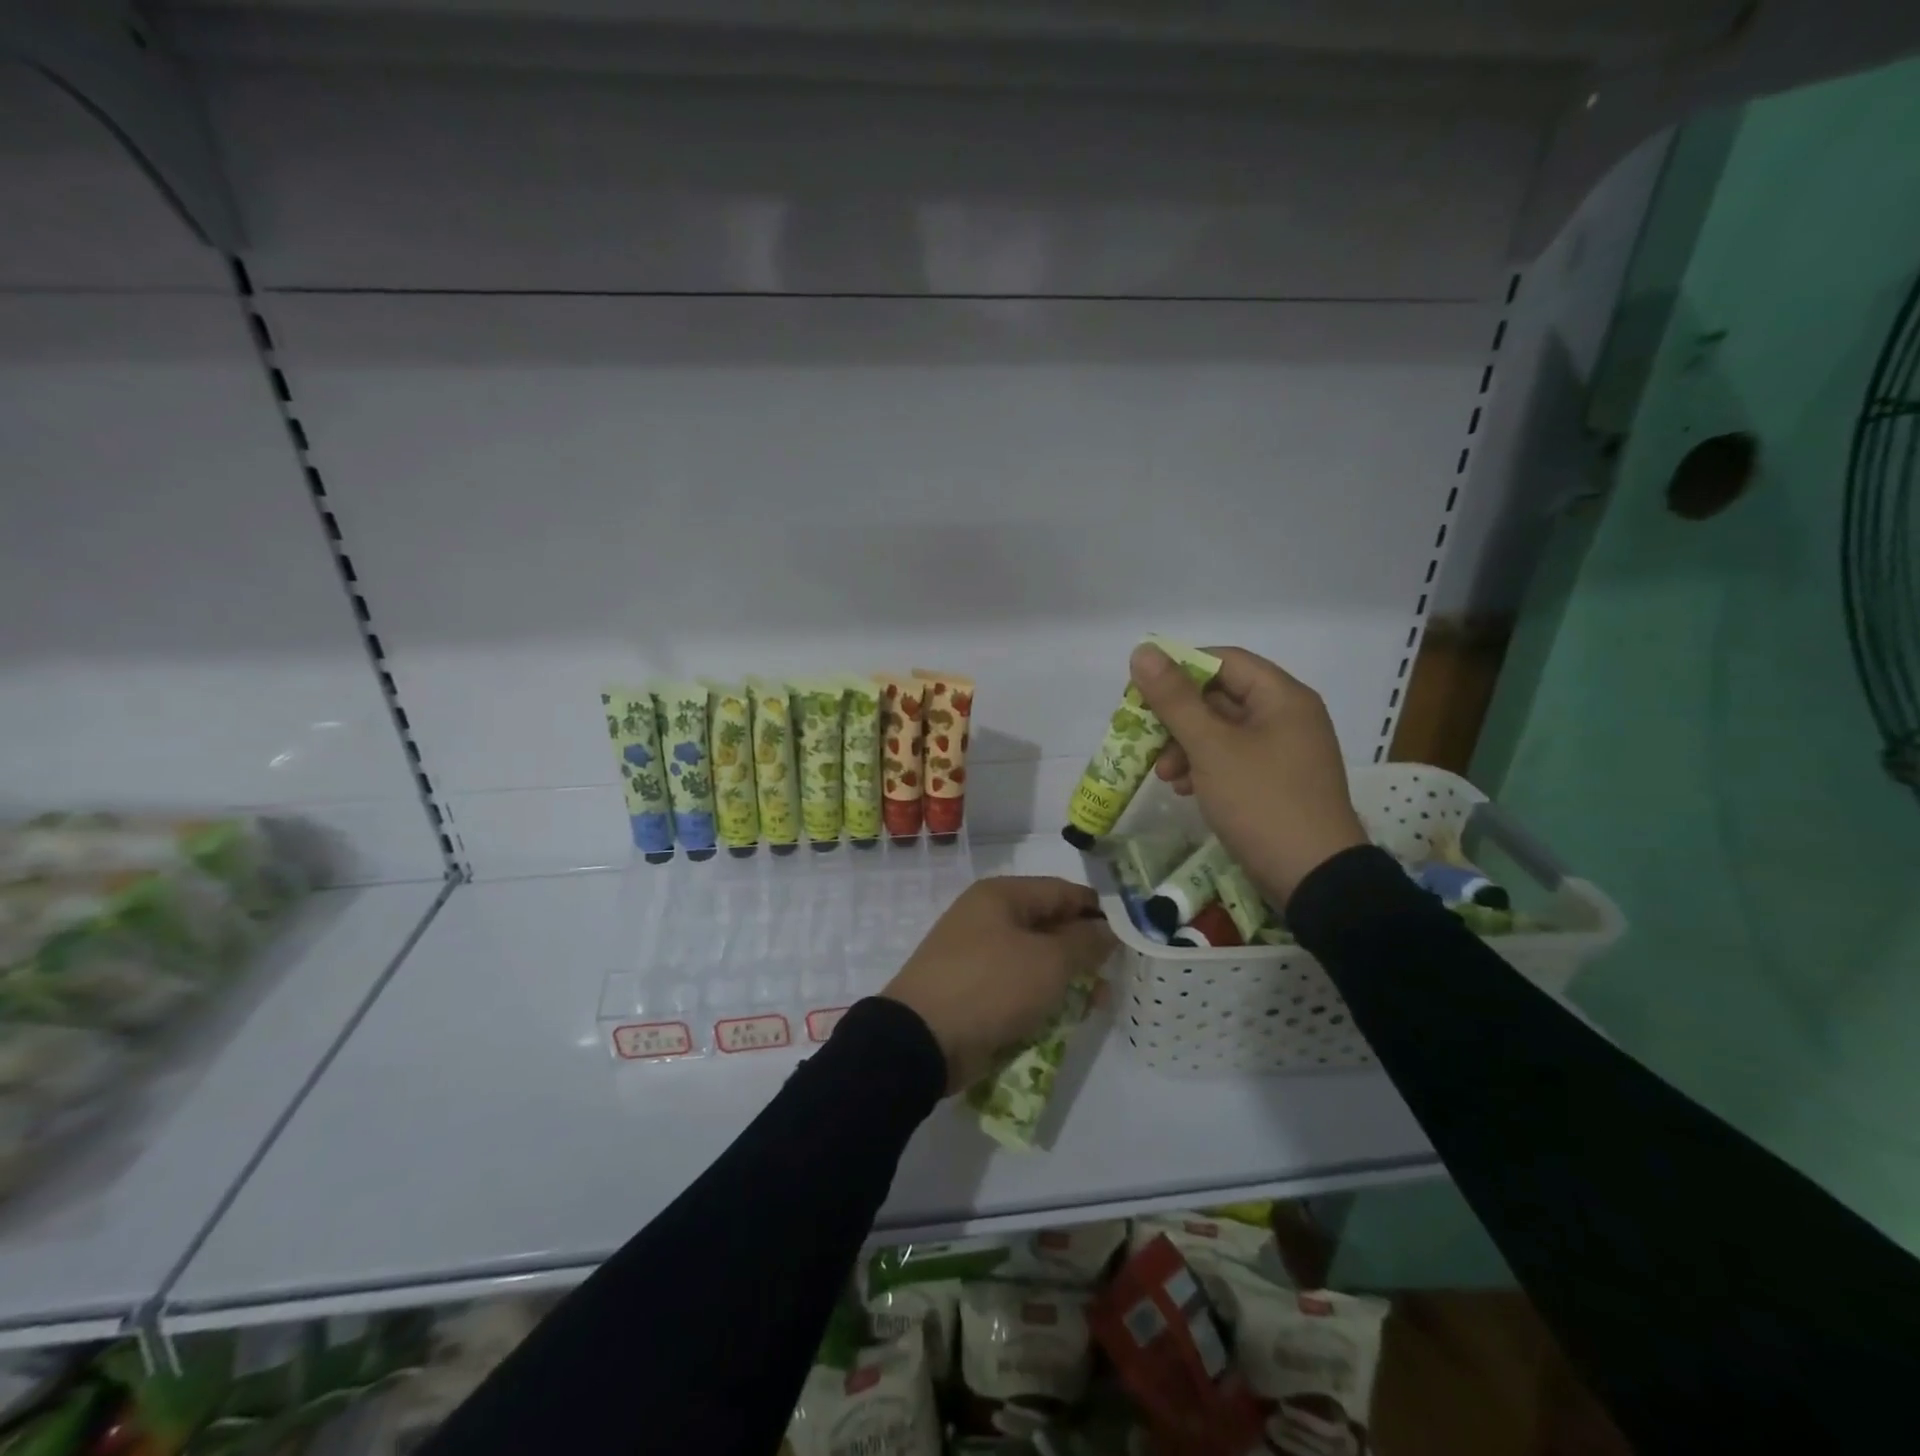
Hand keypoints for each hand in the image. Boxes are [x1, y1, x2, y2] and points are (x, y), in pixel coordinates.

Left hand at [881, 877, 1115, 1094]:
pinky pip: (1018, 985)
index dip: (1097, 911)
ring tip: (1098, 1003)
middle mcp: (988, 917)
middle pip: (1049, 925)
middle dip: (1084, 949)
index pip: (1061, 891)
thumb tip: (1107, 929)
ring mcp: (977, 954)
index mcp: (1001, 896)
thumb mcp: (1048, 962)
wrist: (922, 1039)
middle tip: (1116, 975)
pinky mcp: (973, 989)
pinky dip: (1042, 996)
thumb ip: (1084, 943)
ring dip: (1067, 978)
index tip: (1130, 936)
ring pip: (1035, 959)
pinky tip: (1066, 1017)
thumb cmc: (991, 985)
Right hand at [1129, 643, 1368, 906]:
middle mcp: (1288, 717)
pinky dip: (1205, 768)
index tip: (1142, 691)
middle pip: (1221, 697)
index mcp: (1282, 697)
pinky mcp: (1278, 783)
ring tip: (1163, 775)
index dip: (1179, 669)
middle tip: (1144, 738)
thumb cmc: (1261, 801)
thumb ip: (1174, 699)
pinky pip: (1234, 760)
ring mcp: (1285, 752)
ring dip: (1186, 747)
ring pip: (1223, 732)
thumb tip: (1143, 651)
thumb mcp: (1211, 747)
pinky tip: (1183, 790)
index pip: (1224, 661)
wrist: (1314, 878)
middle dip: (1178, 718)